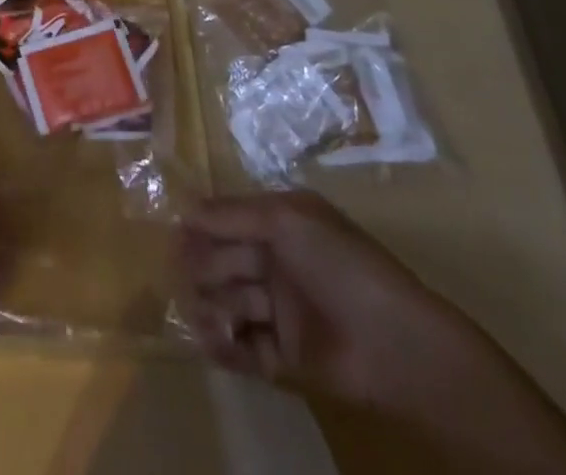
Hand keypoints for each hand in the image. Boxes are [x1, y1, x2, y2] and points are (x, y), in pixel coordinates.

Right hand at [179, 191, 468, 408]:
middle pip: (225, 259)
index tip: (173, 232)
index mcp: (281, 225)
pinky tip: (210, 340)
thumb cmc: (338, 263)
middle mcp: (278, 263)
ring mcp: (281, 311)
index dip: (202, 224)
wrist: (393, 342)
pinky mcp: (285, 357)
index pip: (230, 219)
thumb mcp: (285, 219)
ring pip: (231, 302)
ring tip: (200, 310)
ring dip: (210, 304)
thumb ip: (233, 213)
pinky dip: (224, 346)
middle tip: (181, 273)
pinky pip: (245, 348)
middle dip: (202, 264)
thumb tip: (185, 208)